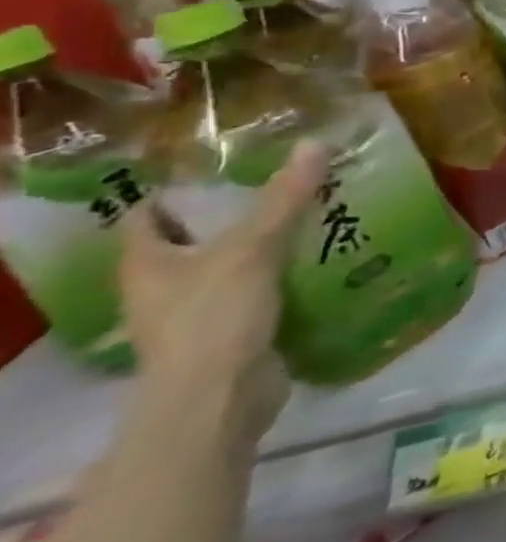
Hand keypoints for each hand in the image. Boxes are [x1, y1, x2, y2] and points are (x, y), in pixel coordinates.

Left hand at [119, 141, 330, 442]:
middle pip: (194, 239)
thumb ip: (285, 198)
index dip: (177, 190)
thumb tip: (316, 143)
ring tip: (315, 214)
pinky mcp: (235, 331)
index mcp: (147, 264)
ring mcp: (198, 312)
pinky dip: (285, 274)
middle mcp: (163, 287)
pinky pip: (261, 291)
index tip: (224, 167)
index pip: (148, 216)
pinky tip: (322, 257)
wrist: (221, 398)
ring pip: (232, 265)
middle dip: (235, 214)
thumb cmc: (214, 318)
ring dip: (267, 245)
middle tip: (285, 184)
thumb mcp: (253, 248)